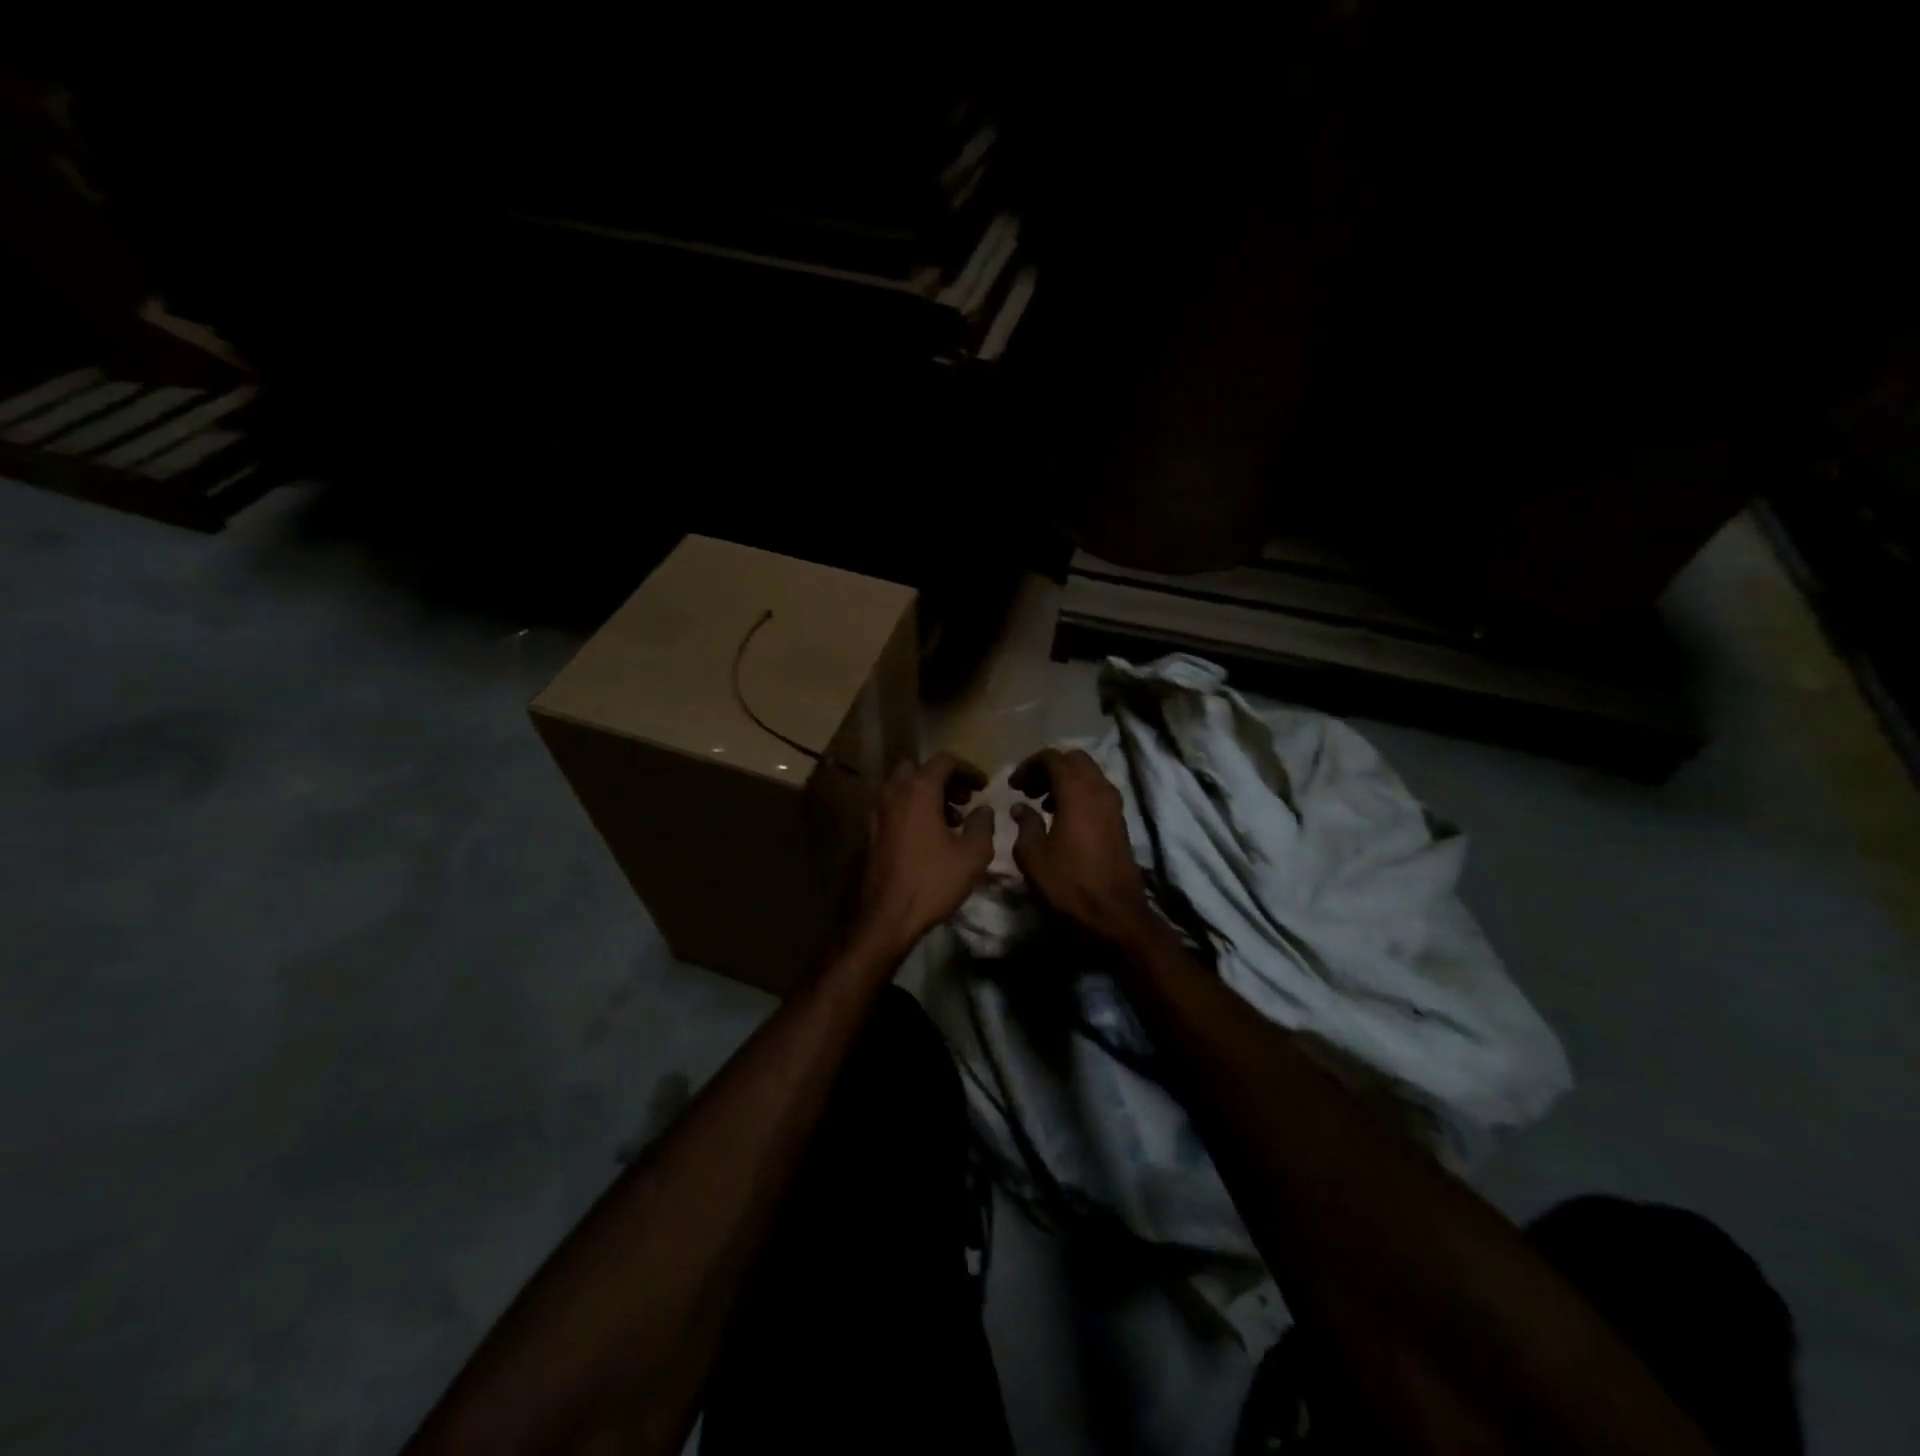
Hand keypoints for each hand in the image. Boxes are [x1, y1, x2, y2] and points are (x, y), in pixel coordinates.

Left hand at [850, 753, 993, 958]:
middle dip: (943, 778)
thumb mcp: (973, 854)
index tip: (983, 786)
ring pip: (903, 788)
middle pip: (918, 769)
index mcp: (918, 791)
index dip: (968, 769)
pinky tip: (930, 836)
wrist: (888, 916)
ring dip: (927, 794)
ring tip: (952, 820)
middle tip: (964, 798)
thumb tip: (983, 809)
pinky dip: (913, 810)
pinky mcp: (872, 833)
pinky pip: (895, 807)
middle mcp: (894, 794)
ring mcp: (879, 813)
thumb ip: (982, 824)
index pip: (944, 761)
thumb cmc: (933, 881)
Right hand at [1009, 748, 1154, 943]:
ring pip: (1089, 774)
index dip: (1029, 765)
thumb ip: (1025, 825)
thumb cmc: (1070, 884)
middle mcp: (1099, 789)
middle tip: (1028, 788)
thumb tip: (1020, 807)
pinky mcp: (1120, 820)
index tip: (1013, 785)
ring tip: (1042, 802)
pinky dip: (1078, 793)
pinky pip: (1097, 791)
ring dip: (1065, 780)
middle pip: (1074, 759)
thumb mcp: (1033, 857)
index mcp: (1076, 792)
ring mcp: (1114, 804)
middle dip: (1049, 767)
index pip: (1052, 758)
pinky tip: (1062, 817)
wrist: (1115, 914)